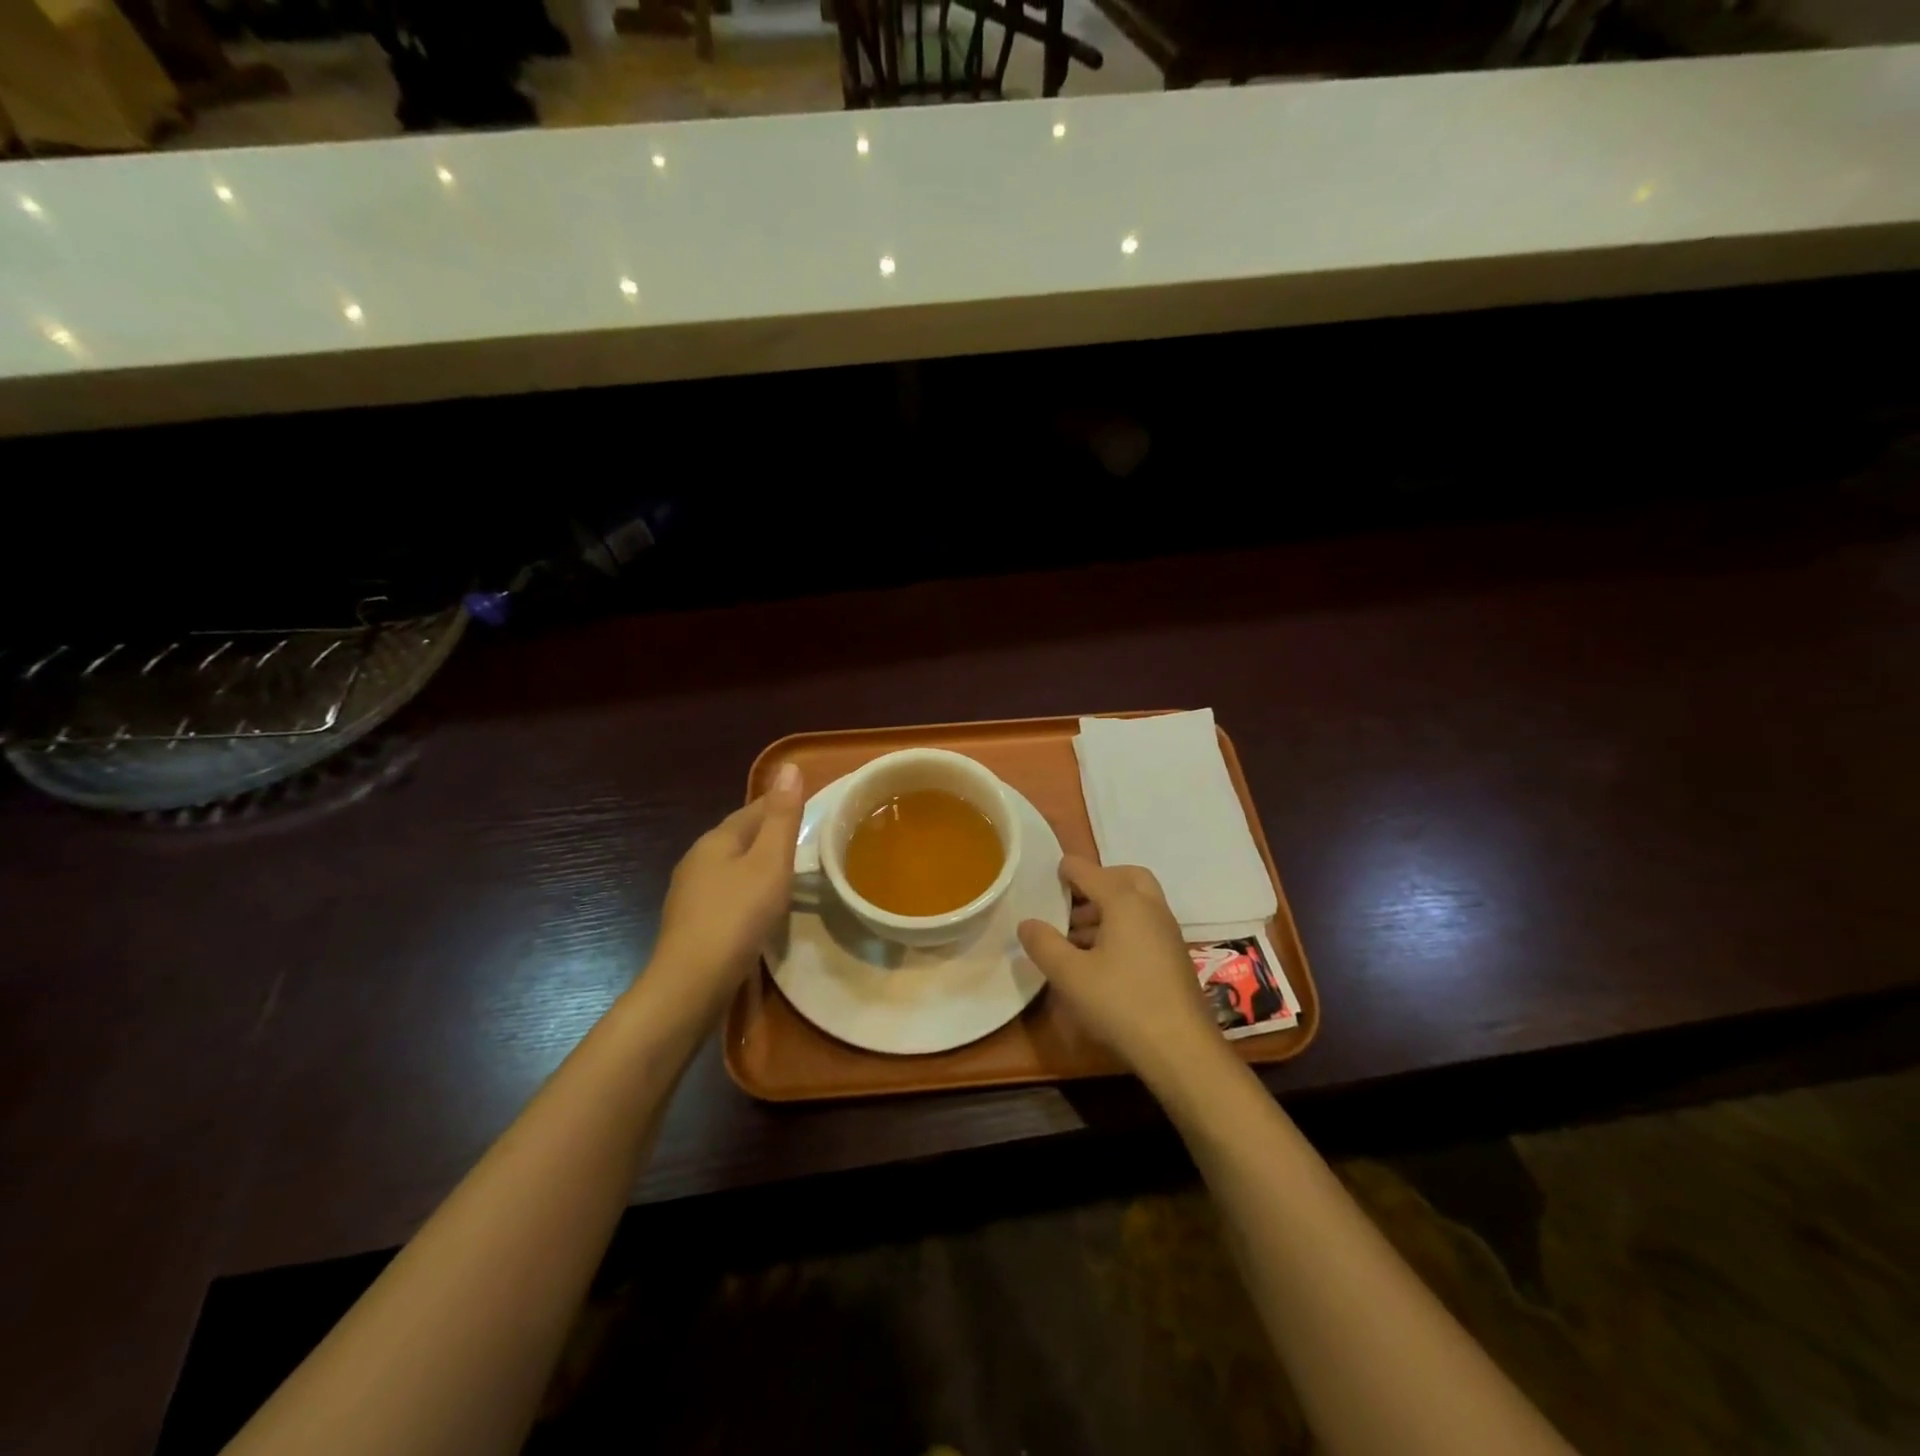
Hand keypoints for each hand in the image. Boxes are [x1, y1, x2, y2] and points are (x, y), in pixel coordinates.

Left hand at [647, 762, 804, 1016]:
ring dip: (757, 865)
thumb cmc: (737, 917)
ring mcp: (690, 894)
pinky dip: (747, 892)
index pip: (753, 809)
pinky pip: (726, 895)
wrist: (691, 985)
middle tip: (805, 839)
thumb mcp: (770, 862)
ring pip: (731, 867)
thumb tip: (789, 766)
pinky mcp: (692, 924)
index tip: (808, 806)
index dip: (780, 804)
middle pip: (739, 837)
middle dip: (768, 834)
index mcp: (716, 840)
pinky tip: (761, 907)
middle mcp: (697, 860)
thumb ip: (782, 817)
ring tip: (788, 872)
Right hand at [1017, 856, 1226, 1082]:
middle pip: (1125, 877)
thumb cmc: (1121, 1003)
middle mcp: (1151, 908)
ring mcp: (1167, 933)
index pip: (1091, 872)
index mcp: (1125, 902)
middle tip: (1071, 901)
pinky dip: (1122, 926)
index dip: (1067, 870)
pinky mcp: (1174, 957)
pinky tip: (1101, 958)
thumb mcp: (1070, 975)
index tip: (1049, 874)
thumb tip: (1027, 923)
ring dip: (1108, 907)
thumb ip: (1044, 944)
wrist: (1181, 1049)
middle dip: (1097, 881)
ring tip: (1076, 934)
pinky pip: (1145, 924)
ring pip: (1137, 902)